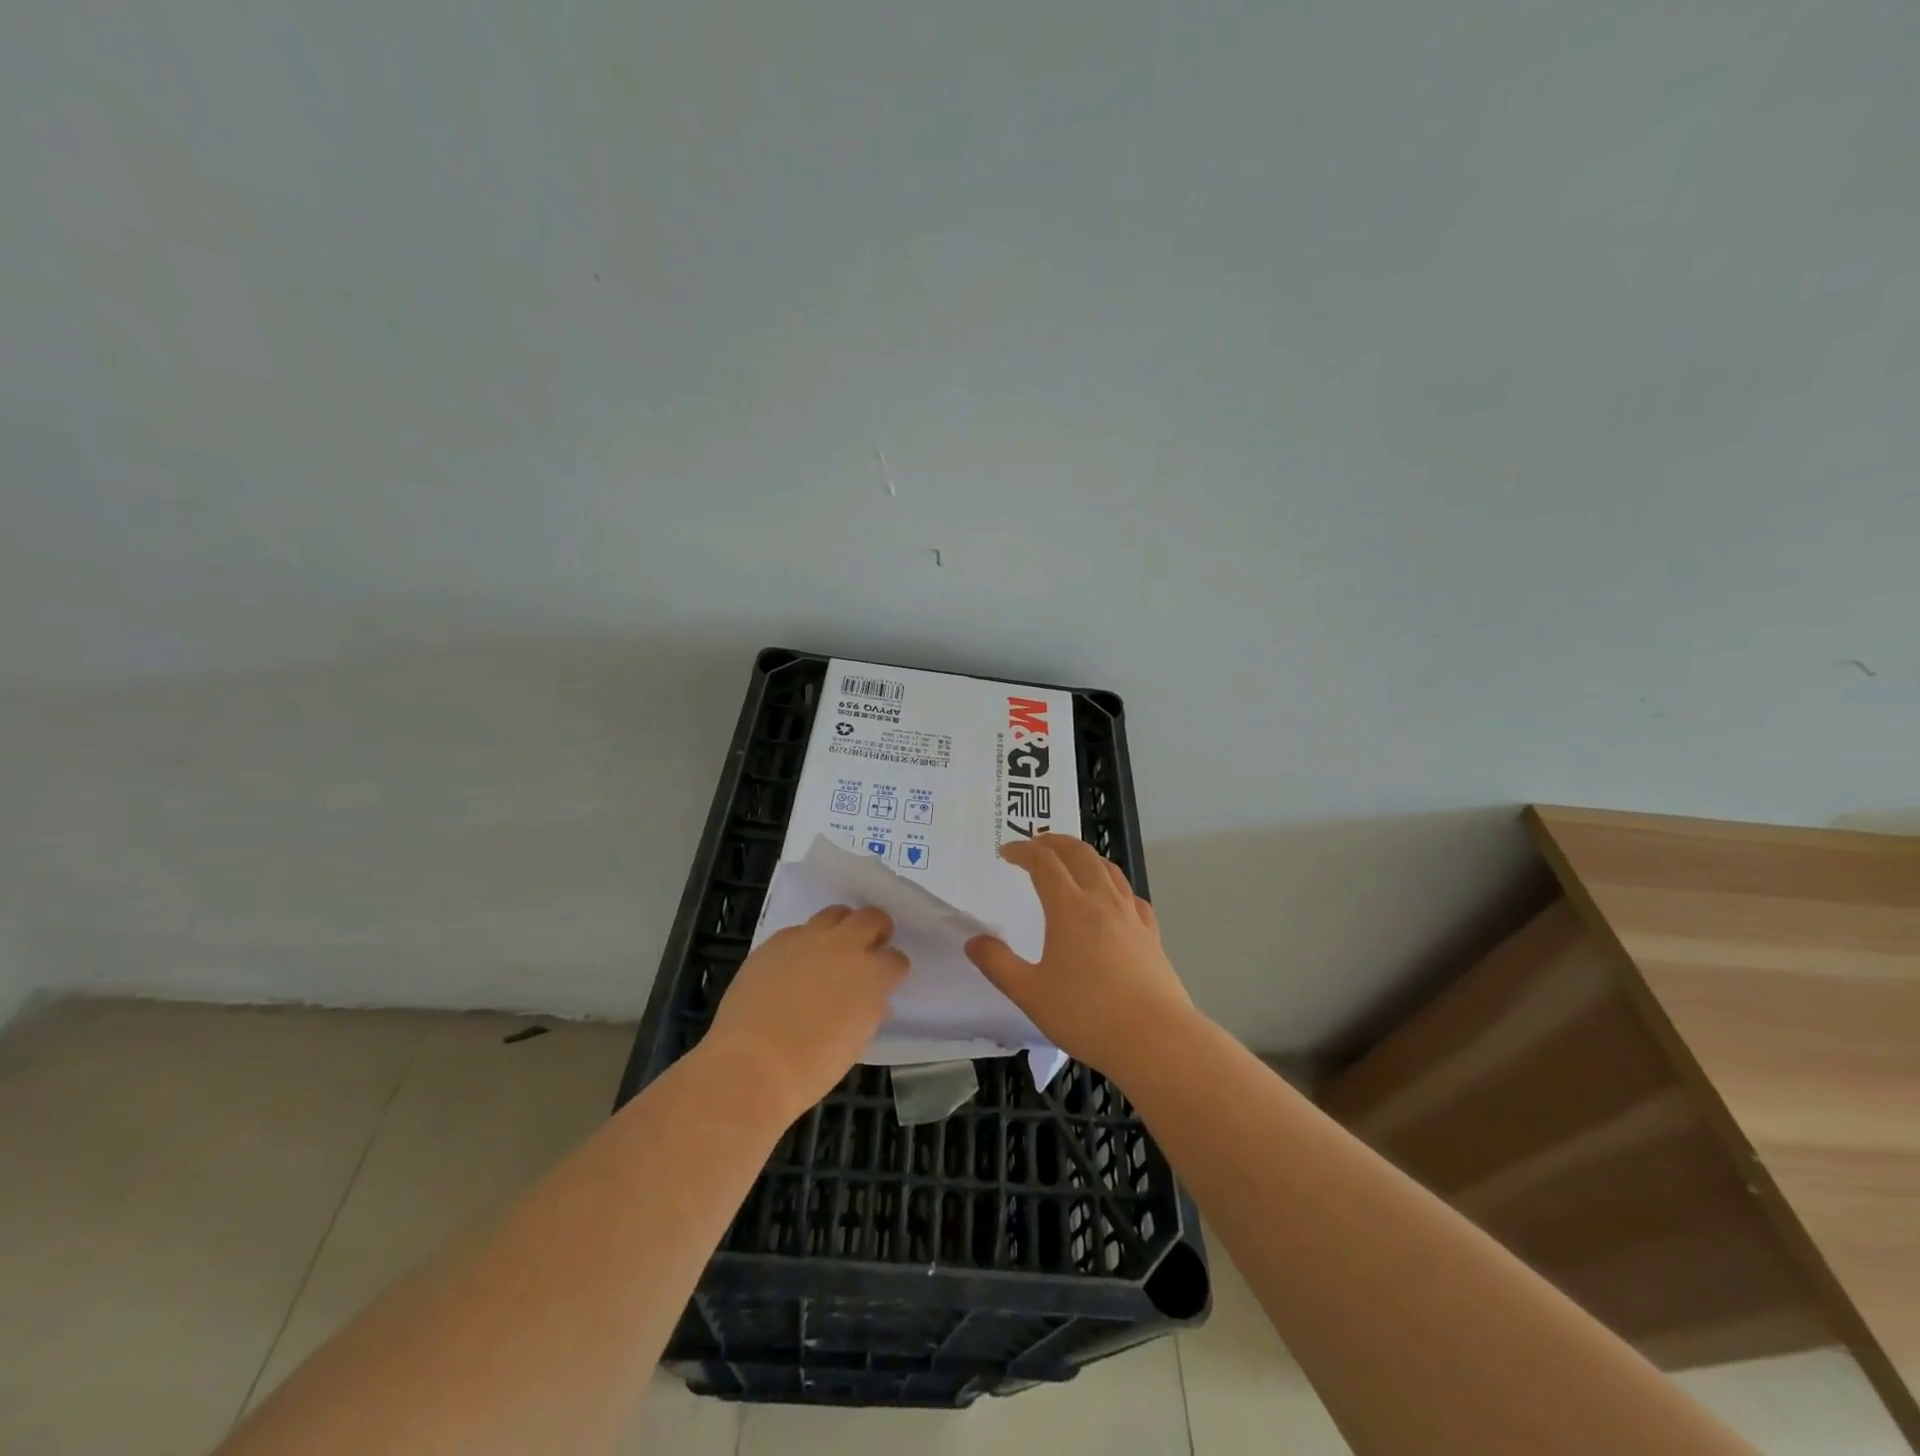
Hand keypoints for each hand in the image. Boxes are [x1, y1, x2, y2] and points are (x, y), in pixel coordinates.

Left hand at [705, 905, 909, 1115]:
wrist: (752, 1065)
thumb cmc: (812, 1067)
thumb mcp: (856, 1042)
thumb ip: (869, 1011)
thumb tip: (874, 1001)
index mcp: (872, 974)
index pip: (896, 959)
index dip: (893, 971)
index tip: (887, 982)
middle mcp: (844, 946)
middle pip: (871, 918)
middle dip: (877, 930)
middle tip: (870, 948)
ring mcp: (807, 939)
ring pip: (835, 914)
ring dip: (842, 927)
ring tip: (834, 948)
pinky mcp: (775, 942)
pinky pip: (798, 930)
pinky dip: (805, 942)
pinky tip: (795, 965)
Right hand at [965, 835, 1194, 1077]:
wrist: (1155, 1039)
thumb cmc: (1087, 1015)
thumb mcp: (1030, 993)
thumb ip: (998, 964)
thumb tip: (973, 941)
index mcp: (1069, 908)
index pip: (1043, 862)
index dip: (1023, 851)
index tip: (1006, 852)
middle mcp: (1101, 901)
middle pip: (1079, 854)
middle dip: (1055, 842)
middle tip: (1036, 844)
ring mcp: (1131, 915)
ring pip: (1108, 869)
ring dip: (1085, 856)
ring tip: (1071, 861)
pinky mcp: (1151, 934)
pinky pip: (1131, 895)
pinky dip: (1114, 885)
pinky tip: (1113, 899)